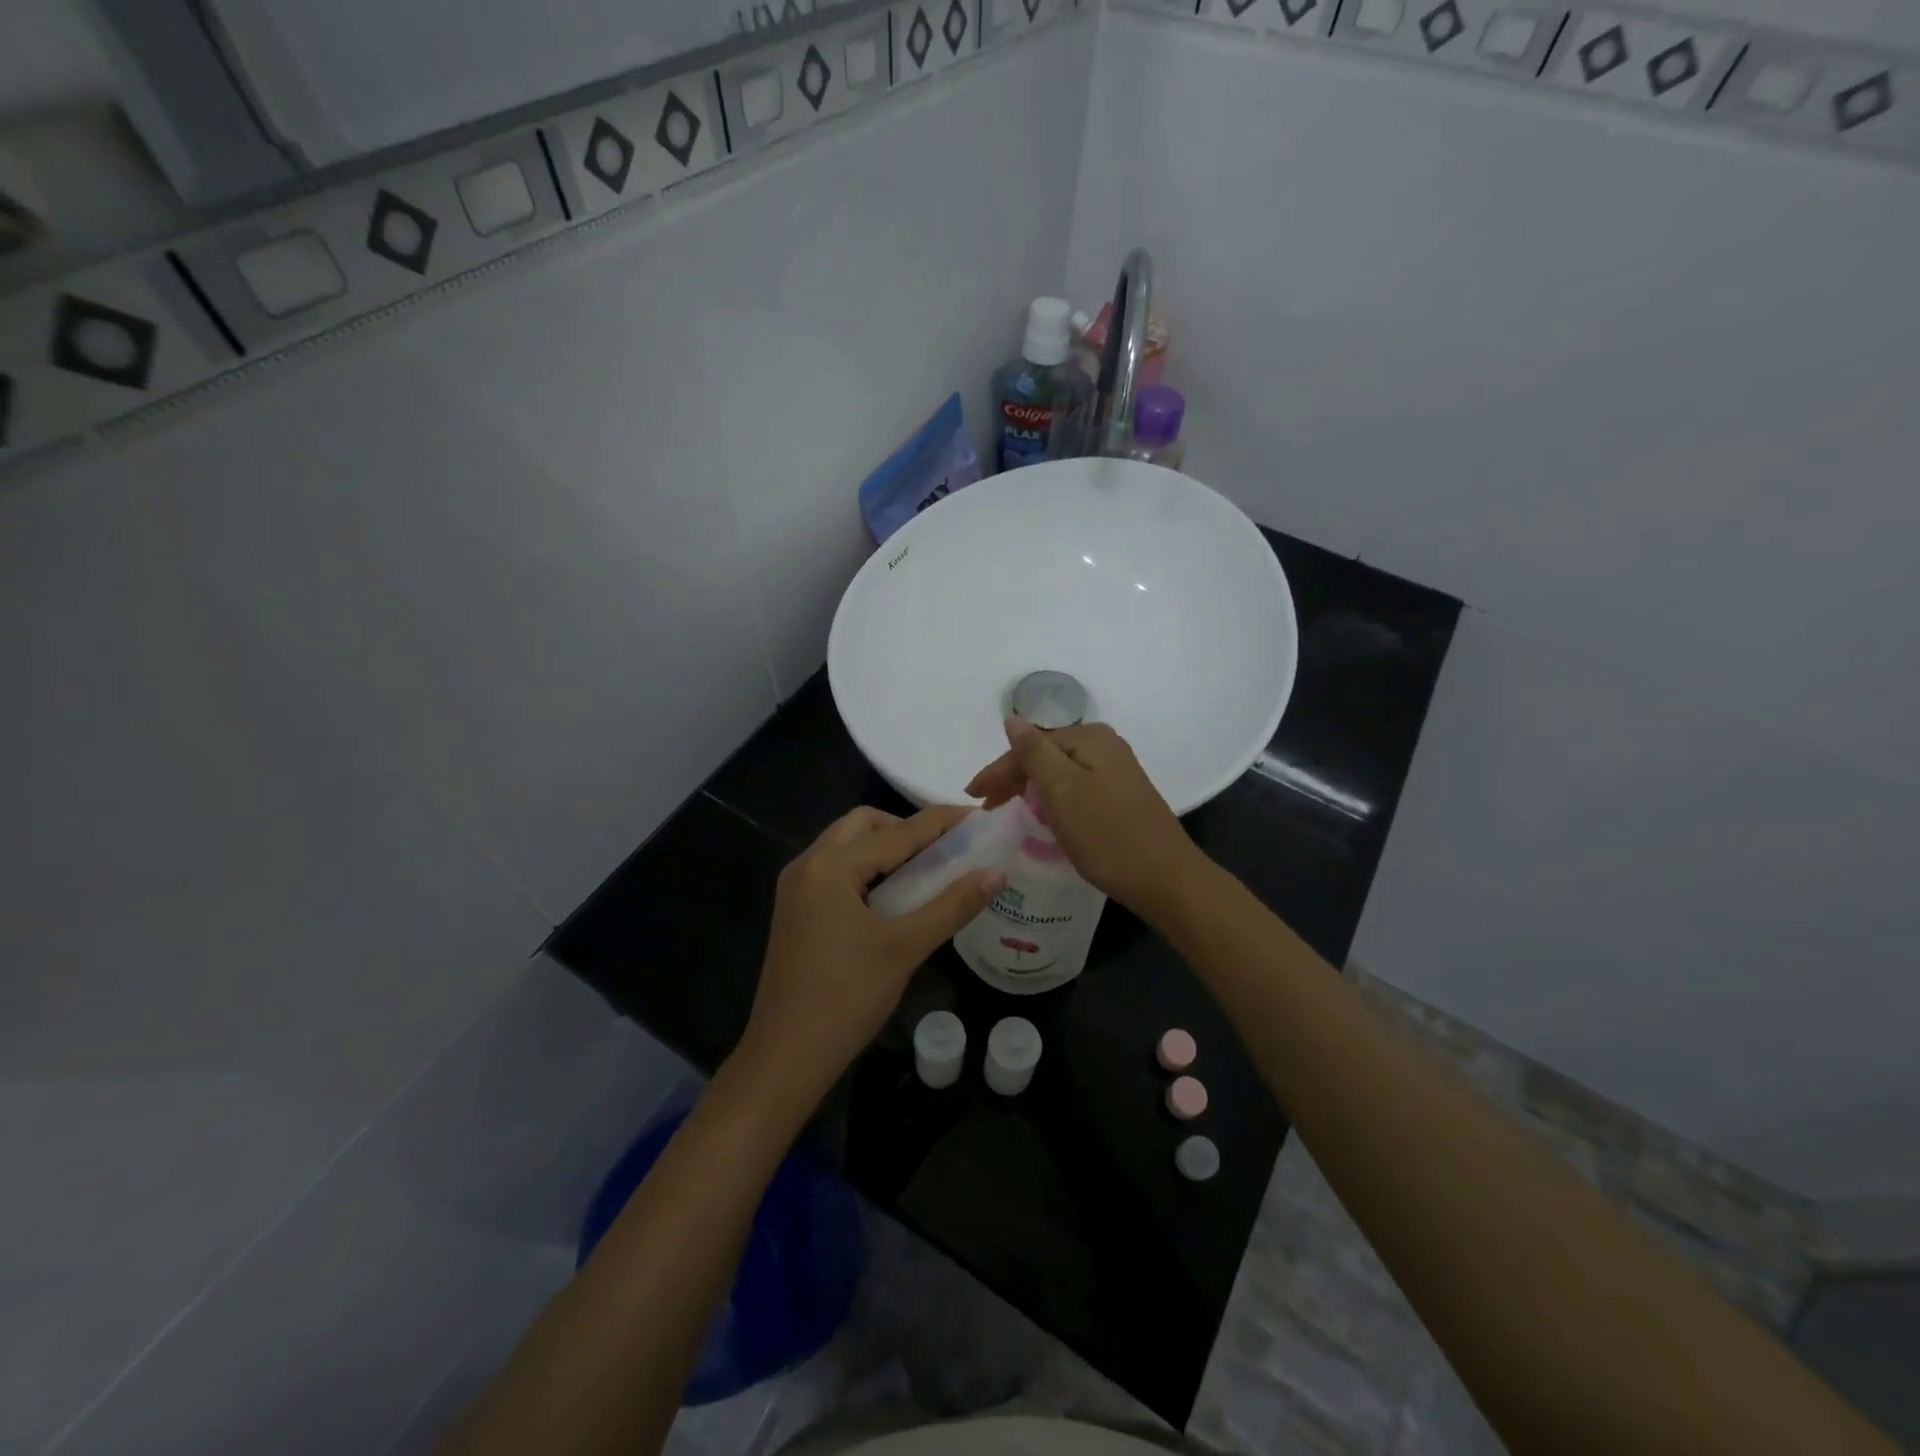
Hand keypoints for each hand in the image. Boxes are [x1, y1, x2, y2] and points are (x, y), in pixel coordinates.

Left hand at [736, 806, 1003, 1105]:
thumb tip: (996, 873)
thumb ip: (953, 905)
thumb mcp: (905, 948)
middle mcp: (808, 864)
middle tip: (946, 849)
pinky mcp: (796, 909)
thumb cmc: (846, 999)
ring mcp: (796, 887)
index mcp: (830, 867)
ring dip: (886, 847)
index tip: (979, 816)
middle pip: (864, 825)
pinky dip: (867, 868)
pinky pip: (836, 870)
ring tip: (927, 870)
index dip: (942, 822)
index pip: (898, 831)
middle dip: (907, 828)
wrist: (785, 1057)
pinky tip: (894, 895)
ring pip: (847, 846)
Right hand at [966, 719, 1203, 916]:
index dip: (998, 770)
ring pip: (1059, 773)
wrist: (1165, 879)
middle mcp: (1105, 746)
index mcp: (1090, 738)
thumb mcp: (1062, 791)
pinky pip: (1075, 788)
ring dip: (1030, 789)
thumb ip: (1033, 752)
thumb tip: (1013, 719)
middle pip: (1045, 756)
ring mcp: (1117, 771)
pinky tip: (1043, 815)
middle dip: (1013, 778)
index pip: (1030, 746)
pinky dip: (1053, 800)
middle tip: (986, 806)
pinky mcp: (1122, 795)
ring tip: (1006, 810)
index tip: (973, 797)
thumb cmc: (1107, 835)